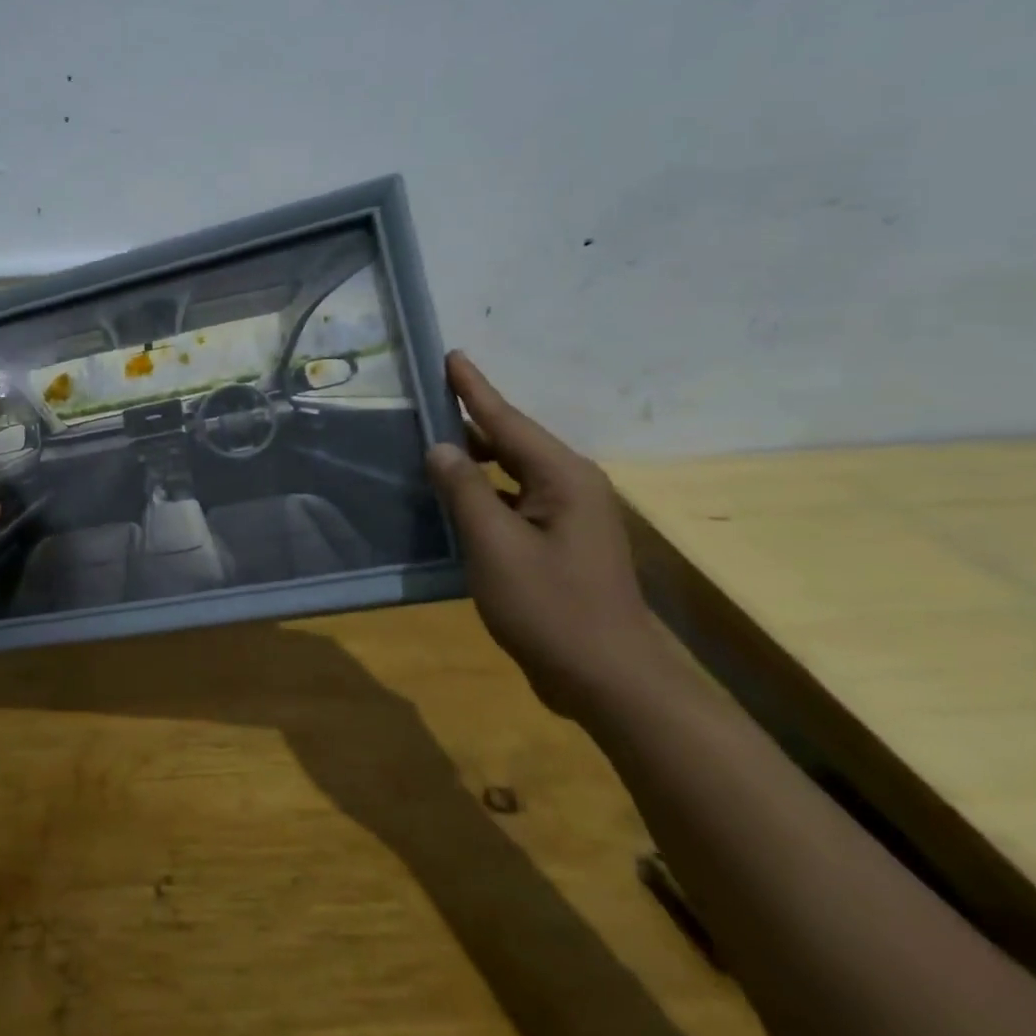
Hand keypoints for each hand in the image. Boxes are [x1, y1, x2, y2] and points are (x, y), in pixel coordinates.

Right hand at [425, 352, 668, 717]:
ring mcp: (568, 518)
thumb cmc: (550, 608)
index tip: (451, 355)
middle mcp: (570, 487)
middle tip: (426, 401)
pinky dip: (483, 493)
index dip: (473, 389)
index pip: (507, 420)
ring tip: (431, 442)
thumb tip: (441, 447)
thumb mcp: (495, 546)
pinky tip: (454, 498)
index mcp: (561, 478)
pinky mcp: (559, 544)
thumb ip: (464, 490)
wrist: (609, 680)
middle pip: (510, 442)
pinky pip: (513, 502)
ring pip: (511, 473)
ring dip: (474, 459)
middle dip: (470, 420)